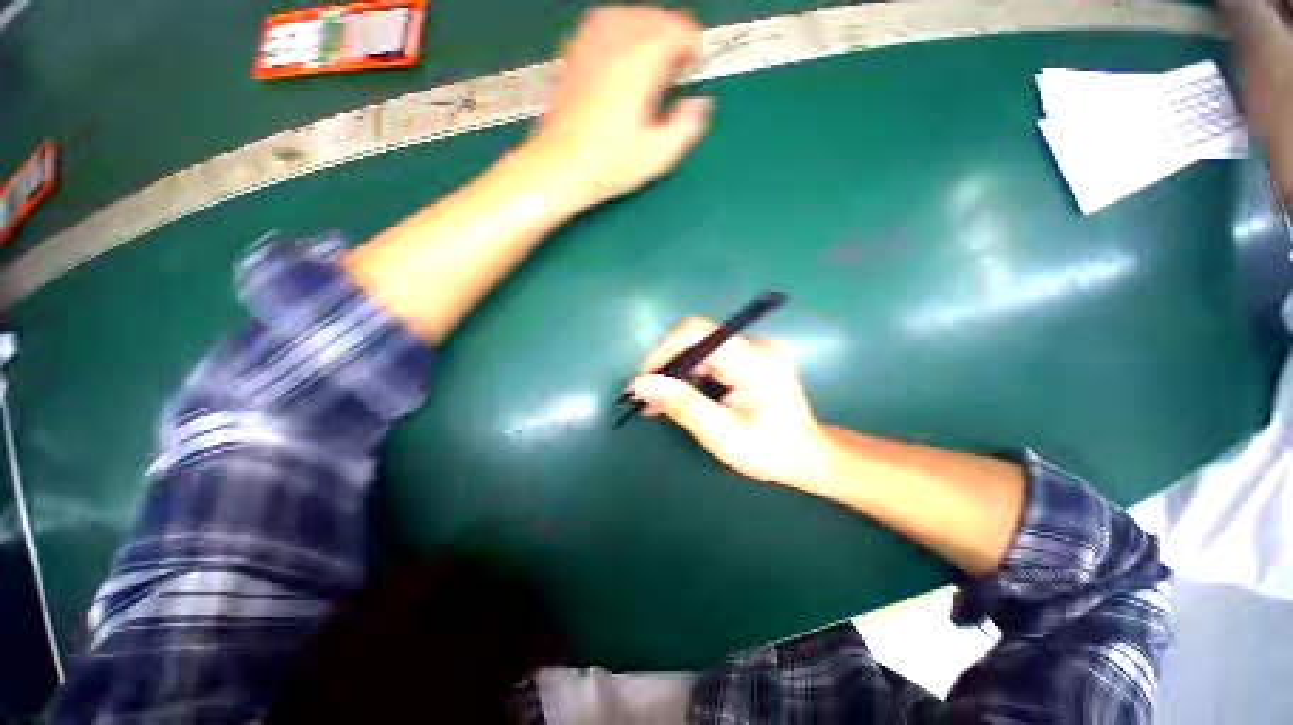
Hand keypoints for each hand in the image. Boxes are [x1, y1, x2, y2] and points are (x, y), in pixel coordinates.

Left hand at [527, 6, 713, 206]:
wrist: (560, 166)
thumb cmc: (609, 164)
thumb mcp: (657, 155)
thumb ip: (686, 126)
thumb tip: (700, 104)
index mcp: (639, 63)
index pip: (677, 28)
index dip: (693, 44)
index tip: (694, 65)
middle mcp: (615, 41)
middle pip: (656, 17)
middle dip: (673, 37)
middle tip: (677, 67)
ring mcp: (590, 43)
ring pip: (630, 13)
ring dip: (649, 31)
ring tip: (655, 60)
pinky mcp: (575, 52)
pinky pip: (605, 22)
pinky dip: (623, 30)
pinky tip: (625, 55)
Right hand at [629, 318, 828, 487]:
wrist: (810, 458)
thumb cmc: (769, 451)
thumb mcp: (720, 434)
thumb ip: (681, 405)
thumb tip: (641, 384)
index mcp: (753, 359)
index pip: (698, 333)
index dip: (664, 350)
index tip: (643, 380)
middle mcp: (755, 345)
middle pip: (698, 340)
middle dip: (668, 366)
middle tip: (646, 397)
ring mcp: (756, 350)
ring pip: (702, 349)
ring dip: (678, 373)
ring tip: (658, 402)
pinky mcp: (753, 358)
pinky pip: (713, 358)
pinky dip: (693, 376)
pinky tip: (682, 396)